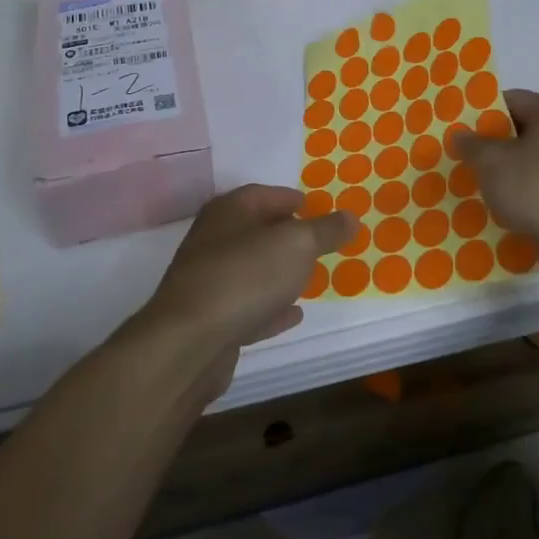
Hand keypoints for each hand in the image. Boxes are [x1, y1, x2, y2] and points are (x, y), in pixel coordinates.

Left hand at [135, 185, 355, 385]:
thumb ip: (325, 230)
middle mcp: (213, 240)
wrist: (188, 344)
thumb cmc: (245, 276)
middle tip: (317, 242)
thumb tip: (350, 216)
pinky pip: (247, 307)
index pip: (263, 194)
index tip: (316, 208)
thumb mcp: (297, 245)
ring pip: (250, 269)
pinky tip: (292, 314)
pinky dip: (270, 308)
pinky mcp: (209, 321)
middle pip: (254, 230)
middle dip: (285, 234)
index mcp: (229, 211)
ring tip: (309, 276)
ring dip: (277, 272)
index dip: (291, 198)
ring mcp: (208, 282)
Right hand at [454, 89, 538, 248]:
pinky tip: (499, 208)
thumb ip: (472, 144)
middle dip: (491, 145)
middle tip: (461, 157)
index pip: (511, 100)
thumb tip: (461, 134)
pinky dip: (522, 194)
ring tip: (474, 184)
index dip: (481, 112)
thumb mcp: (492, 162)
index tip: (457, 128)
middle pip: (521, 131)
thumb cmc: (537, 188)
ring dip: (505, 172)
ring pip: (530, 162)